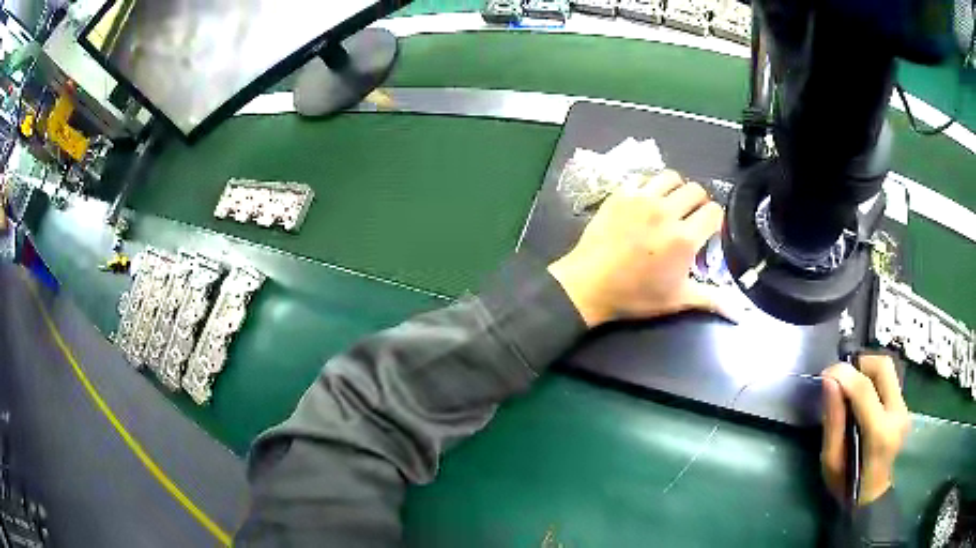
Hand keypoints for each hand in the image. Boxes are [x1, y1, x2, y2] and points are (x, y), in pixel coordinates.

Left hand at [547, 170, 724, 326]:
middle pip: (696, 190)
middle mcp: (666, 211)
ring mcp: (641, 198)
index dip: (715, 220)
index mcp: (684, 237)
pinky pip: (644, 177)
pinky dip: (650, 186)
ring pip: (671, 177)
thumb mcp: (677, 299)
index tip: (708, 230)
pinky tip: (646, 202)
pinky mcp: (621, 193)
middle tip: (690, 218)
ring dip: (676, 189)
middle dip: (699, 202)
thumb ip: (712, 300)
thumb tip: (739, 314)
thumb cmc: (635, 295)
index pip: (714, 211)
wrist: (588, 284)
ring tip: (671, 205)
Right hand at [821, 355, 909, 505]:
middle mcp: (898, 414)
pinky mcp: (904, 406)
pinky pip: (889, 380)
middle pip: (883, 367)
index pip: (865, 389)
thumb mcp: (831, 460)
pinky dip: (872, 379)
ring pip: (888, 369)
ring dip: (867, 369)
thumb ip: (833, 420)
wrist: (870, 497)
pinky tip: (861, 396)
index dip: (844, 374)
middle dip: (860, 363)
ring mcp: (904, 409)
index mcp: (879, 433)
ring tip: (850, 385)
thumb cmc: (846, 485)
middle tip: (841, 376)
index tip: (826, 374)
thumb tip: (829, 380)